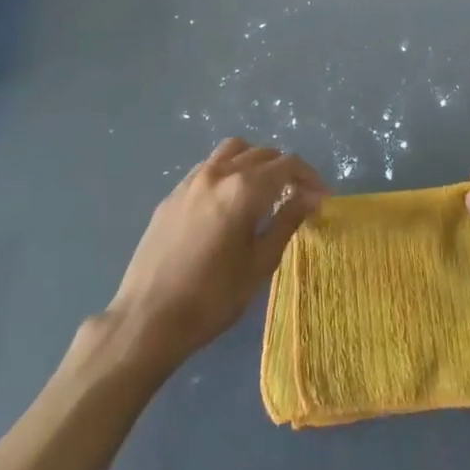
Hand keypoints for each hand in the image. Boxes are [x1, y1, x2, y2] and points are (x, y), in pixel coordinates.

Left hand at [102, 138, 327, 374]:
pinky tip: (230, 200)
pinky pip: (208, 166)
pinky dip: (228, 170)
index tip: (322, 198)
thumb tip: (311, 196)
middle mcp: (218, 174)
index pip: (287, 165)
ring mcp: (191, 181)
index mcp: (243, 189)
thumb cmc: (212, 298)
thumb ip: (287, 221)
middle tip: (299, 196)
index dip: (310, 177)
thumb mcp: (260, 264)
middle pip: (262, 153)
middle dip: (286, 169)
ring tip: (265, 189)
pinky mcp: (172, 194)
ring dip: (255, 161)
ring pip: (232, 151)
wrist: (147, 319)